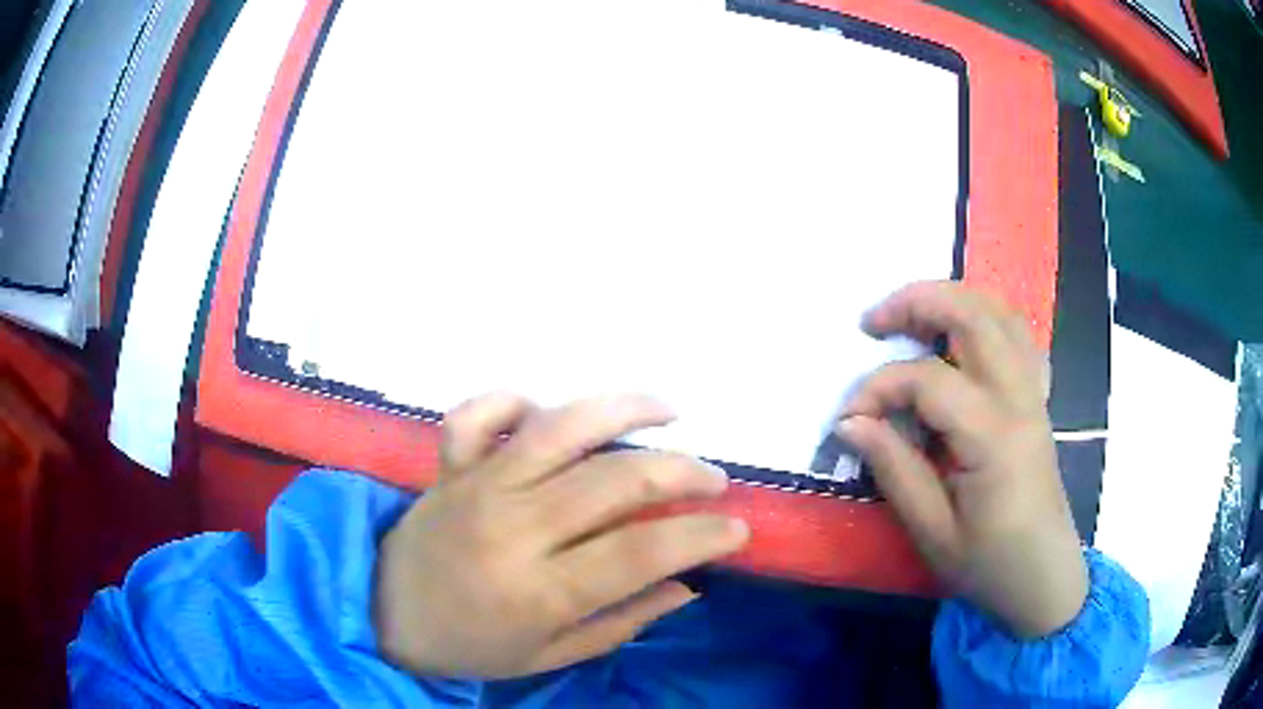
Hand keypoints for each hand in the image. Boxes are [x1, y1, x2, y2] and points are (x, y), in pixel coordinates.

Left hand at [374, 394, 748, 677]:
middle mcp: (511, 528)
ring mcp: (476, 486)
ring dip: (621, 409)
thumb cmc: (472, 644)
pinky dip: (514, 399)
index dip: (700, 535)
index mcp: (538, 590)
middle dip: (681, 471)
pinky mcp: (449, 464)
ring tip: (667, 409)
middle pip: (612, 481)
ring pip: (556, 429)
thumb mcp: (551, 654)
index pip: (640, 551)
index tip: (737, 528)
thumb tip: (687, 585)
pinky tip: (549, 410)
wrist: (387, 614)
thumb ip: (622, 621)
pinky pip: (478, 414)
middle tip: (714, 478)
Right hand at [839, 281, 1086, 638]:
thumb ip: (894, 470)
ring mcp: (1034, 393)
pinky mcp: (1038, 399)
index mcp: (993, 437)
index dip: (878, 388)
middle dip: (917, 302)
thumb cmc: (989, 565)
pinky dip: (986, 318)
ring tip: (913, 314)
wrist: (1043, 579)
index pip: (927, 381)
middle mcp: (1018, 399)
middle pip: (973, 315)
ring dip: (953, 298)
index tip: (847, 419)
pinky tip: (963, 336)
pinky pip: (1018, 335)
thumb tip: (851, 423)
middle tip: (873, 321)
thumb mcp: (932, 533)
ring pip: (1000, 313)